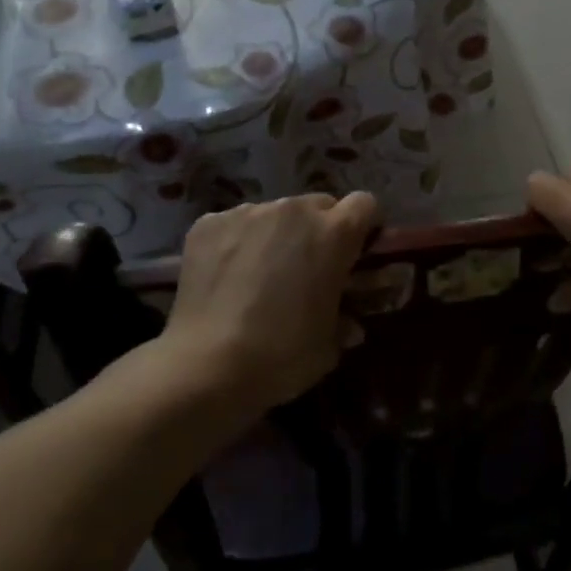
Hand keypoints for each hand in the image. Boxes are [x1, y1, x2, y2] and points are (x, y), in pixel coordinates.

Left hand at [159, 192, 379, 411]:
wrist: (207, 366)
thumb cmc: (282, 356)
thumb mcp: (329, 345)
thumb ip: (345, 321)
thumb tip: (350, 324)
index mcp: (334, 233)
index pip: (364, 204)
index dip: (363, 227)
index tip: (355, 252)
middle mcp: (294, 210)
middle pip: (318, 205)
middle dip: (319, 230)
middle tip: (307, 268)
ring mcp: (247, 212)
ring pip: (274, 213)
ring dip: (277, 234)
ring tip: (260, 274)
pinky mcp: (208, 223)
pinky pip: (234, 224)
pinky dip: (236, 243)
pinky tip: (226, 277)